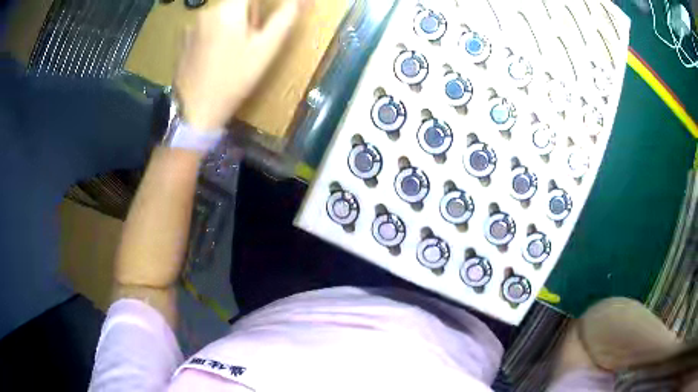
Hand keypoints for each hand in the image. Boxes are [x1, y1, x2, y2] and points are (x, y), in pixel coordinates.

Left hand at [174, 0, 303, 130]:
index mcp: (228, 9)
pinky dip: (216, 33)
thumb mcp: (266, 48)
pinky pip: (206, 26)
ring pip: (221, 13)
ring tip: (233, 50)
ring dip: (233, 23)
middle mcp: (207, 11)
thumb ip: (285, 17)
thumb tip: (302, 0)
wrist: (196, 110)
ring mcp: (191, 25)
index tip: (263, 26)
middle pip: (237, 3)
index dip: (264, 5)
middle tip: (253, 39)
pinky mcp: (183, 40)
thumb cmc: (235, 78)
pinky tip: (215, 56)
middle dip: (250, 14)